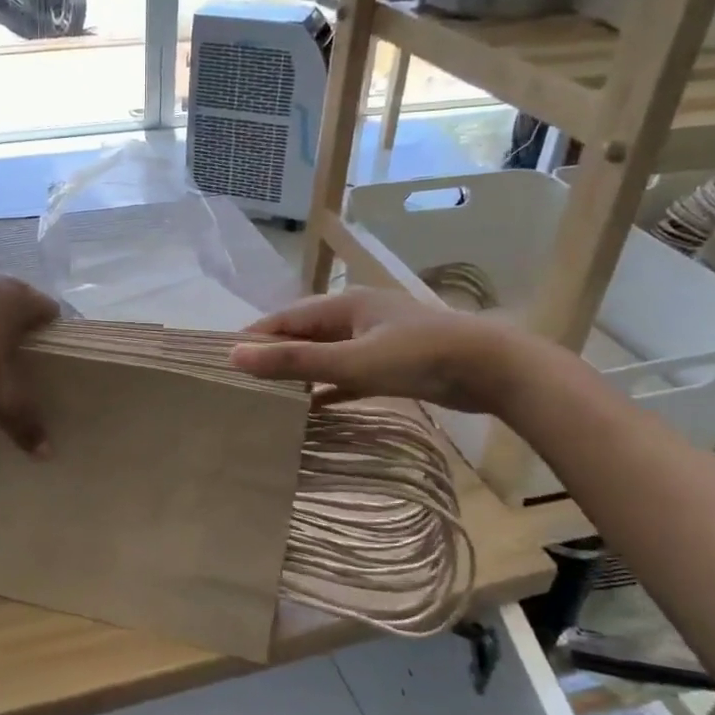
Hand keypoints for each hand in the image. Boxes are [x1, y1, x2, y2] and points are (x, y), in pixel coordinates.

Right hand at [228, 287, 535, 413]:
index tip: (222, 360)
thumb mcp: (352, 360)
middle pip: (303, 334)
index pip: (285, 318)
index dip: (254, 337)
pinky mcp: (392, 364)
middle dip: (273, 356)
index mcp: (344, 304)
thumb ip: (296, 361)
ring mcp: (376, 340)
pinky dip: (328, 389)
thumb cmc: (419, 357)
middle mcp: (356, 316)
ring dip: (300, 374)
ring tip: (266, 398)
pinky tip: (310, 410)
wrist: (492, 370)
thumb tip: (236, 356)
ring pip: (326, 355)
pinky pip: (348, 375)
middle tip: (240, 383)